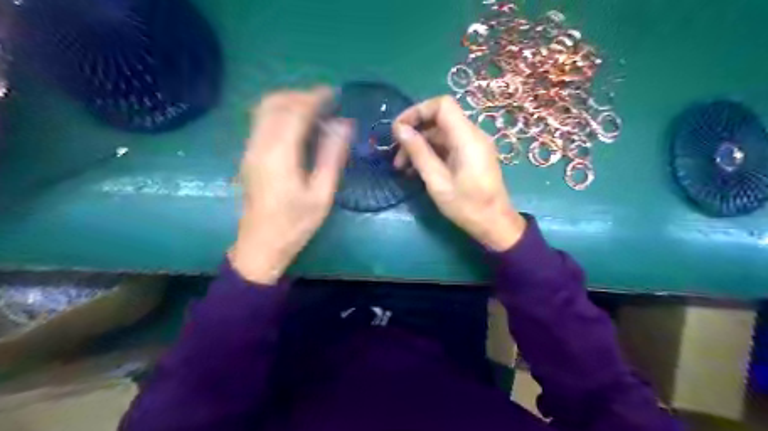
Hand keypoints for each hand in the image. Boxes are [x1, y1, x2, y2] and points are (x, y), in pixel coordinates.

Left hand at [229, 88, 352, 283]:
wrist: (261, 246)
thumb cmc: (295, 224)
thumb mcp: (321, 194)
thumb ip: (331, 157)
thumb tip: (344, 126)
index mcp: (279, 155)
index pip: (294, 112)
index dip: (315, 98)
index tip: (334, 94)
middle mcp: (259, 146)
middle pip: (274, 104)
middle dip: (300, 96)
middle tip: (326, 103)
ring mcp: (250, 150)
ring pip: (264, 110)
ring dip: (288, 103)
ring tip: (314, 111)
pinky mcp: (249, 156)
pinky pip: (261, 122)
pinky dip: (280, 114)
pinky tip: (298, 127)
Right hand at [393, 96, 524, 252]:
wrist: (494, 224)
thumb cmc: (466, 206)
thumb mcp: (437, 181)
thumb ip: (419, 152)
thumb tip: (400, 129)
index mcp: (467, 138)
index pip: (442, 105)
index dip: (417, 111)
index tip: (398, 129)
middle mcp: (473, 135)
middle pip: (439, 119)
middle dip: (415, 133)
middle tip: (396, 154)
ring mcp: (474, 145)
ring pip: (441, 134)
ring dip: (420, 146)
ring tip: (402, 167)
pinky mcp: (472, 155)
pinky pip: (448, 145)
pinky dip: (431, 153)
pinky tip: (416, 170)